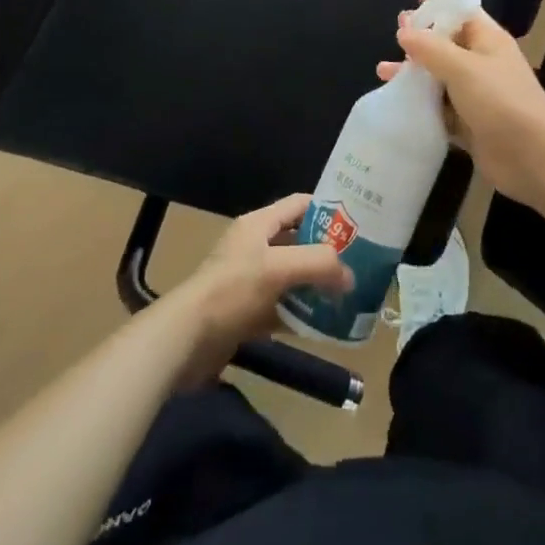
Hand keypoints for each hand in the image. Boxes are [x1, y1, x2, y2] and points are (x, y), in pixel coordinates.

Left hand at [166, 194, 352, 386]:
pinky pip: (282, 308)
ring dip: (316, 286)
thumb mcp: (278, 268)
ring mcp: (250, 281)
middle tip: (358, 265)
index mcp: (258, 224)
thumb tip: (350, 275)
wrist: (186, 340)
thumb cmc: (231, 291)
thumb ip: (318, 264)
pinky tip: (324, 326)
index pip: (299, 204)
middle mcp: (254, 247)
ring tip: (348, 296)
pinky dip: (302, 315)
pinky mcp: (246, 313)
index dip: (328, 210)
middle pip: (298, 242)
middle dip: (326, 253)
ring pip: (292, 277)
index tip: (357, 224)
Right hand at [377, 0, 544, 212]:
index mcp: (487, 40)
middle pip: (446, 44)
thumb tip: (404, 31)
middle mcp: (481, 63)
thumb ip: (431, 49)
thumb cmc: (502, 102)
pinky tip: (396, 105)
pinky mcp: (469, 124)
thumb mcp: (463, 68)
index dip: (441, 3)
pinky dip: (419, 105)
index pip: (462, 12)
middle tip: (395, 34)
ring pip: (438, 78)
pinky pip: (439, 109)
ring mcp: (475, 95)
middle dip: (421, 39)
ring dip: (413, 74)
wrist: (535, 159)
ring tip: (383, 72)